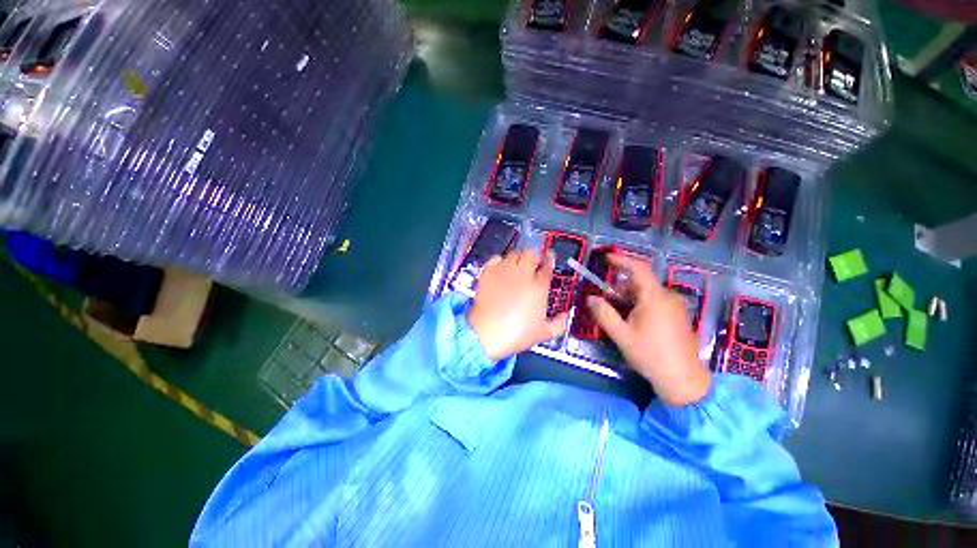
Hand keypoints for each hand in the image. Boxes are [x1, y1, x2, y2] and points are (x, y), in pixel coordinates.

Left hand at [468, 250, 568, 360]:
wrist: (487, 334)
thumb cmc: (515, 334)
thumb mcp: (544, 333)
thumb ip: (559, 323)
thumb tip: (565, 316)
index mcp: (538, 287)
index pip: (547, 266)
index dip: (550, 260)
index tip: (550, 258)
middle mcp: (522, 275)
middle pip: (531, 254)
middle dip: (534, 257)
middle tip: (534, 263)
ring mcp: (504, 272)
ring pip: (514, 253)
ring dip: (518, 257)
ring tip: (518, 264)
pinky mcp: (488, 273)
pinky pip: (495, 258)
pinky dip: (500, 260)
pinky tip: (501, 268)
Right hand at [586, 254, 710, 406]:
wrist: (684, 380)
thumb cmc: (650, 355)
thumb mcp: (621, 334)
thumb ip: (604, 313)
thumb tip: (591, 298)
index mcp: (654, 297)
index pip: (638, 269)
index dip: (622, 260)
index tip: (606, 258)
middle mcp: (668, 297)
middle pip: (640, 284)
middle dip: (620, 289)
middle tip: (605, 303)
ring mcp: (676, 307)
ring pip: (647, 294)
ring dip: (629, 300)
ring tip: (618, 317)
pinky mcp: (678, 317)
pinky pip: (655, 303)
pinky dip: (640, 306)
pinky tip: (634, 324)